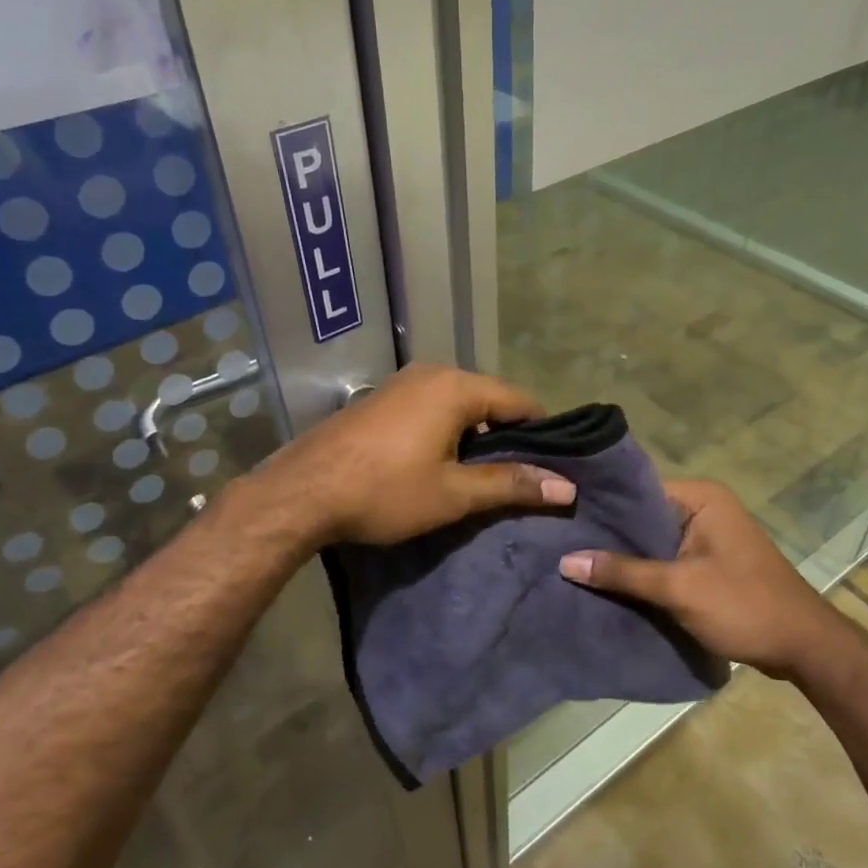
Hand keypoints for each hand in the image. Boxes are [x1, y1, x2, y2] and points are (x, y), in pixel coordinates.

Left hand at [262, 363, 575, 545]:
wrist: (302, 492)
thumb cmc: (385, 491)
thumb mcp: (453, 494)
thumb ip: (510, 484)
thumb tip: (565, 488)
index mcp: (456, 387)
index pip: (519, 401)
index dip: (542, 433)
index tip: (554, 464)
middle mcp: (431, 373)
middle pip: (488, 398)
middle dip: (507, 434)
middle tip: (520, 475)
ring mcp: (401, 383)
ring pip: (458, 403)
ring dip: (475, 434)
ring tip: (484, 474)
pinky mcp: (380, 400)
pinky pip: (430, 407)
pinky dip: (446, 429)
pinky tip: (441, 461)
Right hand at [558, 479, 837, 677]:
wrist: (804, 647)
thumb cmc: (744, 606)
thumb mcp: (678, 588)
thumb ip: (622, 572)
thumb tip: (566, 560)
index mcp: (702, 497)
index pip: (638, 490)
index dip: (602, 506)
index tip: (563, 518)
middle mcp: (705, 508)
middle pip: (643, 517)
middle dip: (609, 535)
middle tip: (560, 544)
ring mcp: (709, 536)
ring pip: (653, 541)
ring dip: (625, 557)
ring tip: (575, 564)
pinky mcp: (710, 562)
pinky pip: (667, 559)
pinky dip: (645, 572)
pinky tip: (610, 584)